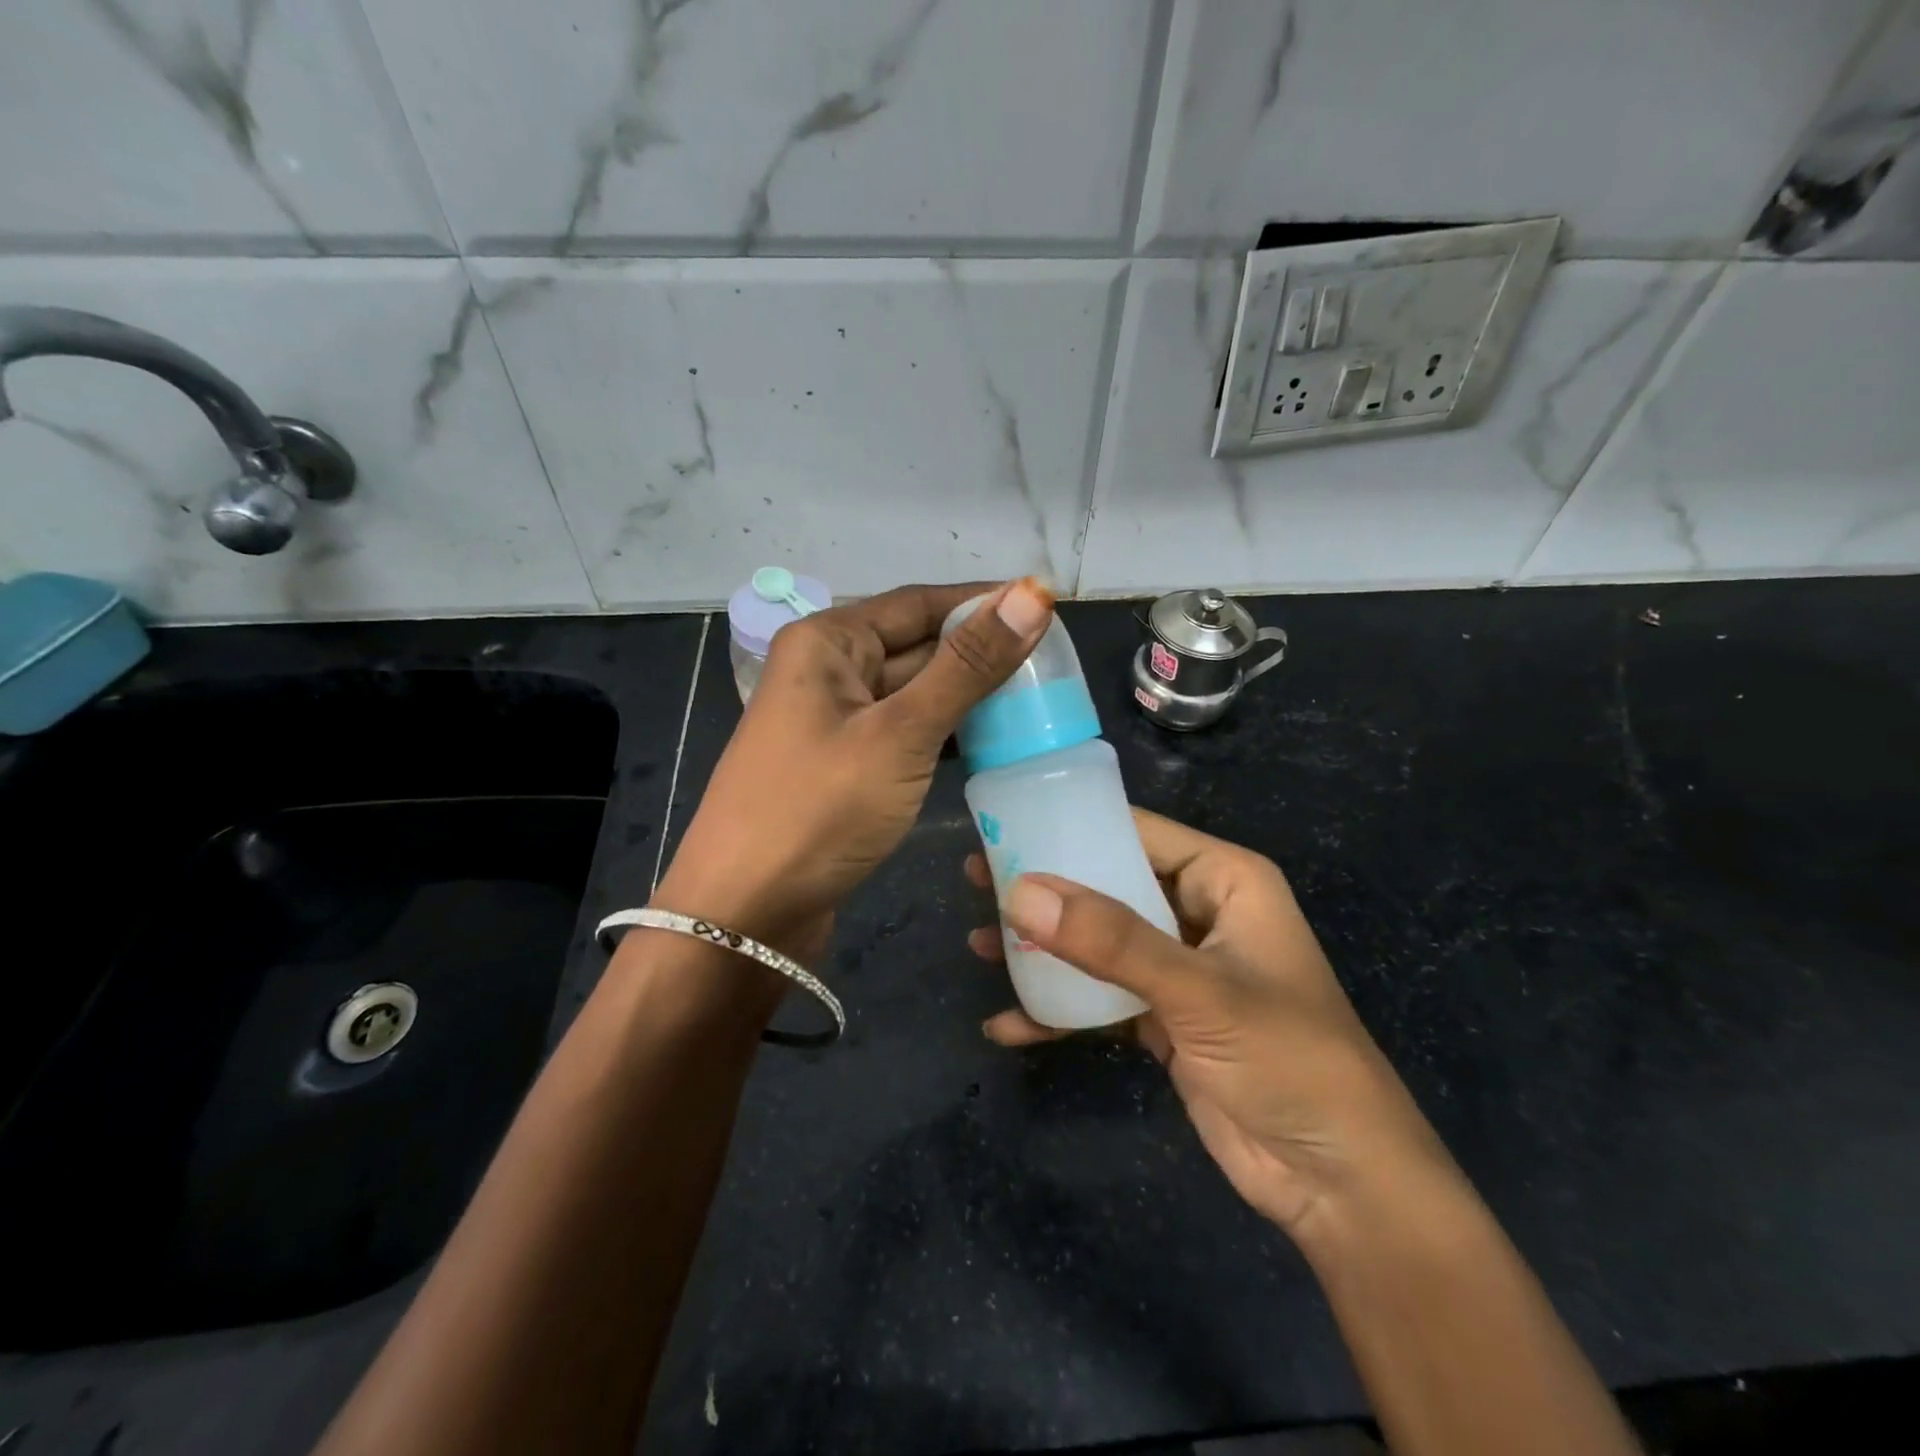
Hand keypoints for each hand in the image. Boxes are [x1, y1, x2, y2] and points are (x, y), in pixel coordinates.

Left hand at [659, 578, 1054, 955]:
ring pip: (914, 693)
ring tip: (1039, 701)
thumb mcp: (900, 733)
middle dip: (980, 654)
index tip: (1046, 607)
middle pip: (917, 646)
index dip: (983, 602)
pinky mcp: (845, 766)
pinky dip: (946, 734)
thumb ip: (968, 666)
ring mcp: (835, 722)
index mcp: (828, 642)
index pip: (919, 603)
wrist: (745, 913)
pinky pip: (905, 733)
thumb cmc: (818, 810)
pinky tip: (992, 742)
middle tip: (1056, 666)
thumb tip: (1031, 594)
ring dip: (968, 697)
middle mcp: (827, 671)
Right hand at [966, 809, 1458, 1240]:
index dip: (1073, 825)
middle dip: (1046, 890)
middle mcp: (1199, 914)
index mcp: (1224, 881)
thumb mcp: (1199, 992)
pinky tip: (1009, 1025)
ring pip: (1098, 942)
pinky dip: (1059, 1011)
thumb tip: (1020, 891)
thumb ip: (1111, 940)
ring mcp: (1178, 970)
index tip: (1005, 827)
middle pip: (1108, 885)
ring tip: (976, 946)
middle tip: (976, 881)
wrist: (1340, 1184)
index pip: (1138, 832)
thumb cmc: (1289, 1060)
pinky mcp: (1163, 1020)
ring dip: (1043, 949)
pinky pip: (1101, 999)